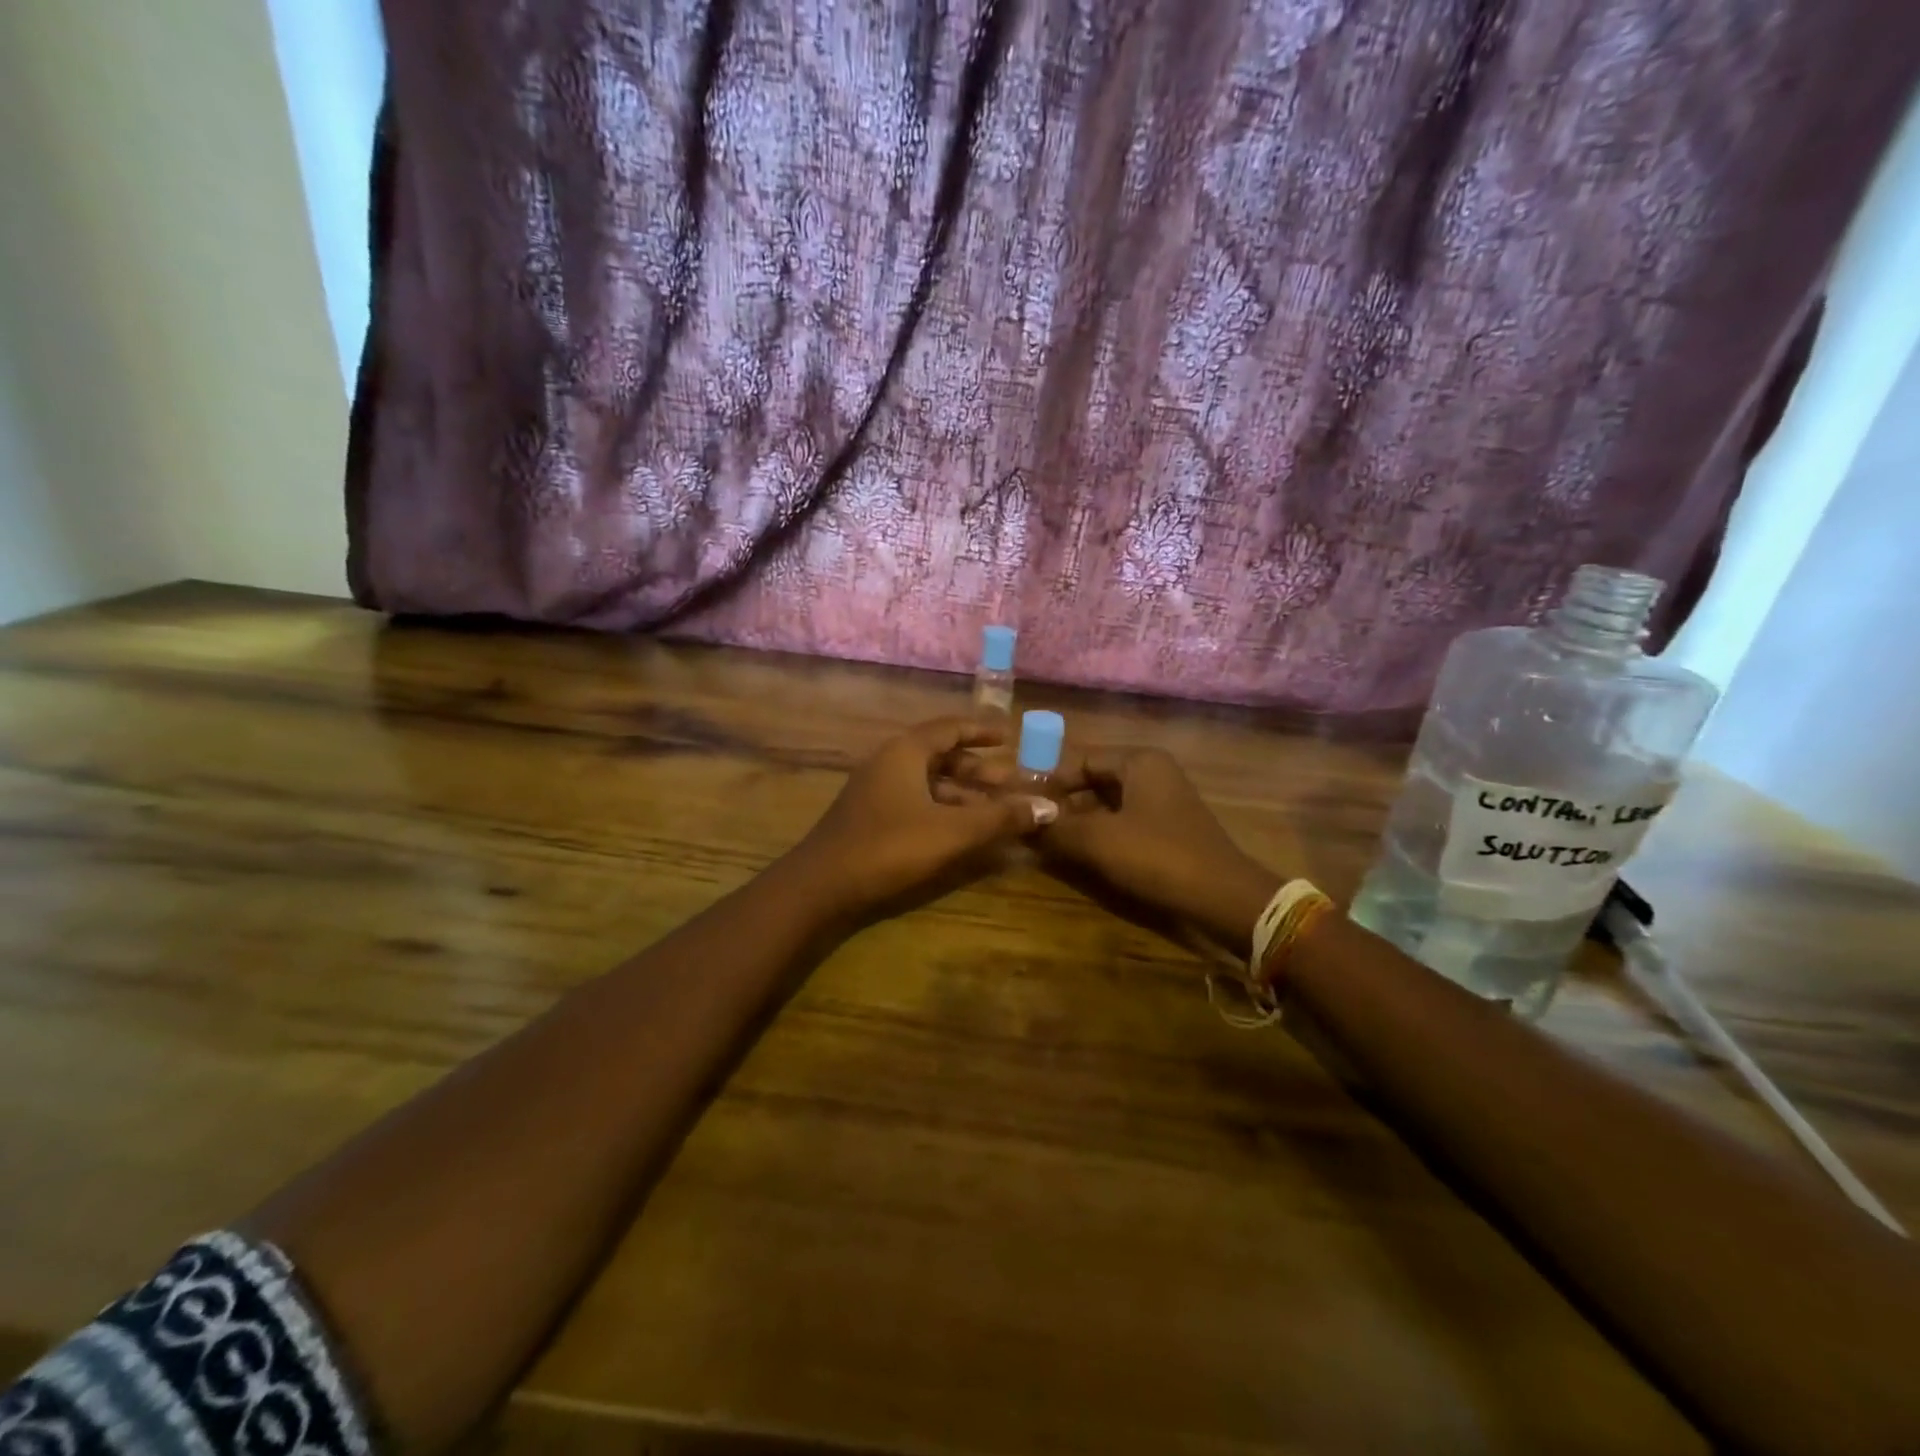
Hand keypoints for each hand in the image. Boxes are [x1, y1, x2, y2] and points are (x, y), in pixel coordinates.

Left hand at [787, 718, 1055, 922]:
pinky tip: (964, 832)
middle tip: (1012, 783)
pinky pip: (917, 803)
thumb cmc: (889, 847)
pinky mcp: (871, 819)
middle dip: (979, 770)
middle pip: (941, 757)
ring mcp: (877, 792)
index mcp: (905, 752)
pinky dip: (944, 811)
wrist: (821, 886)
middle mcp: (889, 763)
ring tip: (997, 811)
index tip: (1009, 736)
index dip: (981, 731)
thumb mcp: (952, 831)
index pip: (950, 728)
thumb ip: (1000, 818)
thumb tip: (1050, 807)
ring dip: (963, 794)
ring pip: (929, 783)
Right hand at [1039, 747, 1279, 959]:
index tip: (1021, 805)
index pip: (1081, 760)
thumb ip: (1055, 828)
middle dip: (1062, 805)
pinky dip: (1100, 837)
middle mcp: (1153, 774)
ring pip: (1107, 806)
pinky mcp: (1169, 832)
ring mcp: (1164, 803)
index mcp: (1139, 761)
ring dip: (1079, 824)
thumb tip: (1019, 820)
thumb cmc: (1157, 856)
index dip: (1049, 782)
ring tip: (1047, 844)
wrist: (1222, 899)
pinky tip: (1078, 857)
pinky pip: (1124, 825)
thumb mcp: (1098, 841)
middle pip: (1094, 782)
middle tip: (1030, 826)